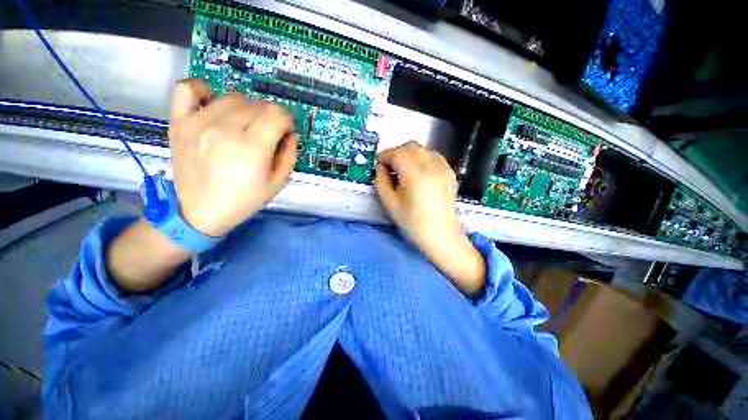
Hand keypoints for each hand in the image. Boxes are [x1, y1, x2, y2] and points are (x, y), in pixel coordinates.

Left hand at [168, 80, 297, 236]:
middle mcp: (225, 129)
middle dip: (270, 117)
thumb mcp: (278, 183)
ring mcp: (199, 122)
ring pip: (233, 97)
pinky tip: (213, 105)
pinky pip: (187, 89)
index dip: (287, 121)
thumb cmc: (244, 200)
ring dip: (246, 109)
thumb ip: (289, 155)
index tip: (285, 132)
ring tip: (244, 126)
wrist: (200, 211)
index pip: (277, 114)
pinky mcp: (180, 122)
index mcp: (252, 148)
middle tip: (267, 135)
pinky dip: (203, 90)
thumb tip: (290, 134)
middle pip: (258, 104)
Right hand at [375, 141, 485, 295]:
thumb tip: (380, 166)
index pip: (398, 153)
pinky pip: (432, 156)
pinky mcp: (449, 172)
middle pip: (411, 146)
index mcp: (416, 175)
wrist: (440, 235)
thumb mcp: (390, 203)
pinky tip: (417, 172)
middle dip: (396, 153)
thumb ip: (381, 181)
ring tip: (402, 169)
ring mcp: (444, 168)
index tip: (378, 163)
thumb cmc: (412, 222)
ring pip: (422, 149)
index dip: (385, 155)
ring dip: (409, 154)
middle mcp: (432, 166)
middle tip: (389, 166)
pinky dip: (421, 158)